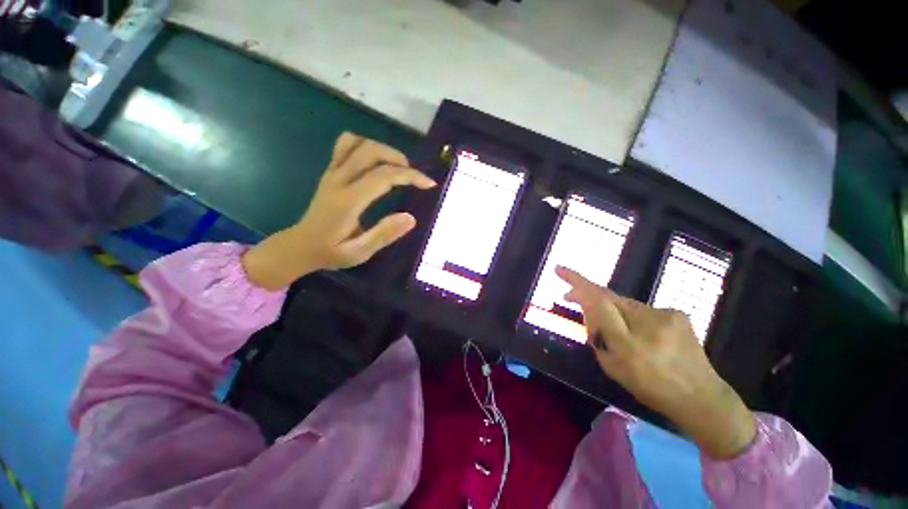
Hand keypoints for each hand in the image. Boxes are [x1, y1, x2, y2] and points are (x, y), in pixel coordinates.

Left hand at [243, 133, 435, 289]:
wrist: (300, 246)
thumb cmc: (331, 252)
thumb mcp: (360, 252)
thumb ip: (384, 234)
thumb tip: (411, 218)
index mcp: (348, 200)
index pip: (384, 176)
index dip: (410, 176)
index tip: (429, 184)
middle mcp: (339, 180)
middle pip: (371, 151)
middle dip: (398, 158)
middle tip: (413, 176)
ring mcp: (331, 173)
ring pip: (357, 143)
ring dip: (382, 150)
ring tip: (397, 167)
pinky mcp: (329, 172)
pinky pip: (345, 146)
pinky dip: (364, 146)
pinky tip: (374, 162)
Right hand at [556, 266, 755, 459]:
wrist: (701, 395)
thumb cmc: (649, 387)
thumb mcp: (612, 367)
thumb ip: (596, 336)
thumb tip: (588, 311)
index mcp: (628, 346)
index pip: (599, 304)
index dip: (578, 284)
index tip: (560, 269)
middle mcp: (648, 325)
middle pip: (608, 298)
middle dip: (587, 294)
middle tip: (570, 297)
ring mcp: (666, 316)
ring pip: (623, 303)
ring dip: (612, 310)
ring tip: (618, 329)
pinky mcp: (677, 313)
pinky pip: (641, 308)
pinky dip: (633, 316)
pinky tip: (643, 333)